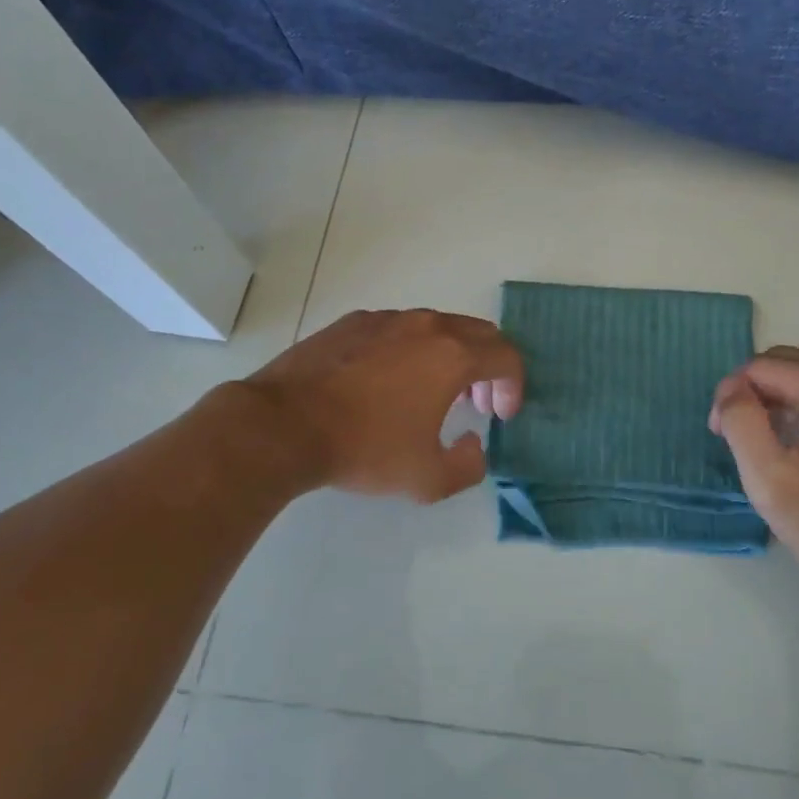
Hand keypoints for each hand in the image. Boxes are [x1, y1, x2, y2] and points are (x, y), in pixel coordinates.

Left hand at [242, 309, 523, 502]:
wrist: (284, 425)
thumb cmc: (364, 449)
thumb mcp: (427, 479)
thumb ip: (469, 466)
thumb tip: (474, 444)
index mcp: (452, 355)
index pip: (506, 357)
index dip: (514, 386)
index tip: (501, 416)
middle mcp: (426, 326)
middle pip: (479, 333)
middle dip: (488, 367)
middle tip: (477, 403)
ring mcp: (387, 319)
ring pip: (438, 326)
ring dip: (451, 356)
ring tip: (433, 393)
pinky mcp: (353, 322)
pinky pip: (399, 328)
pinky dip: (412, 349)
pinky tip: (388, 382)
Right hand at [710, 339, 798, 611]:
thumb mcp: (769, 479)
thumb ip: (740, 422)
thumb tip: (731, 388)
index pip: (760, 366)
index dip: (732, 396)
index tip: (722, 437)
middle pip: (786, 357)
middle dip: (754, 388)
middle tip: (741, 436)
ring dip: (781, 386)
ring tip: (771, 430)